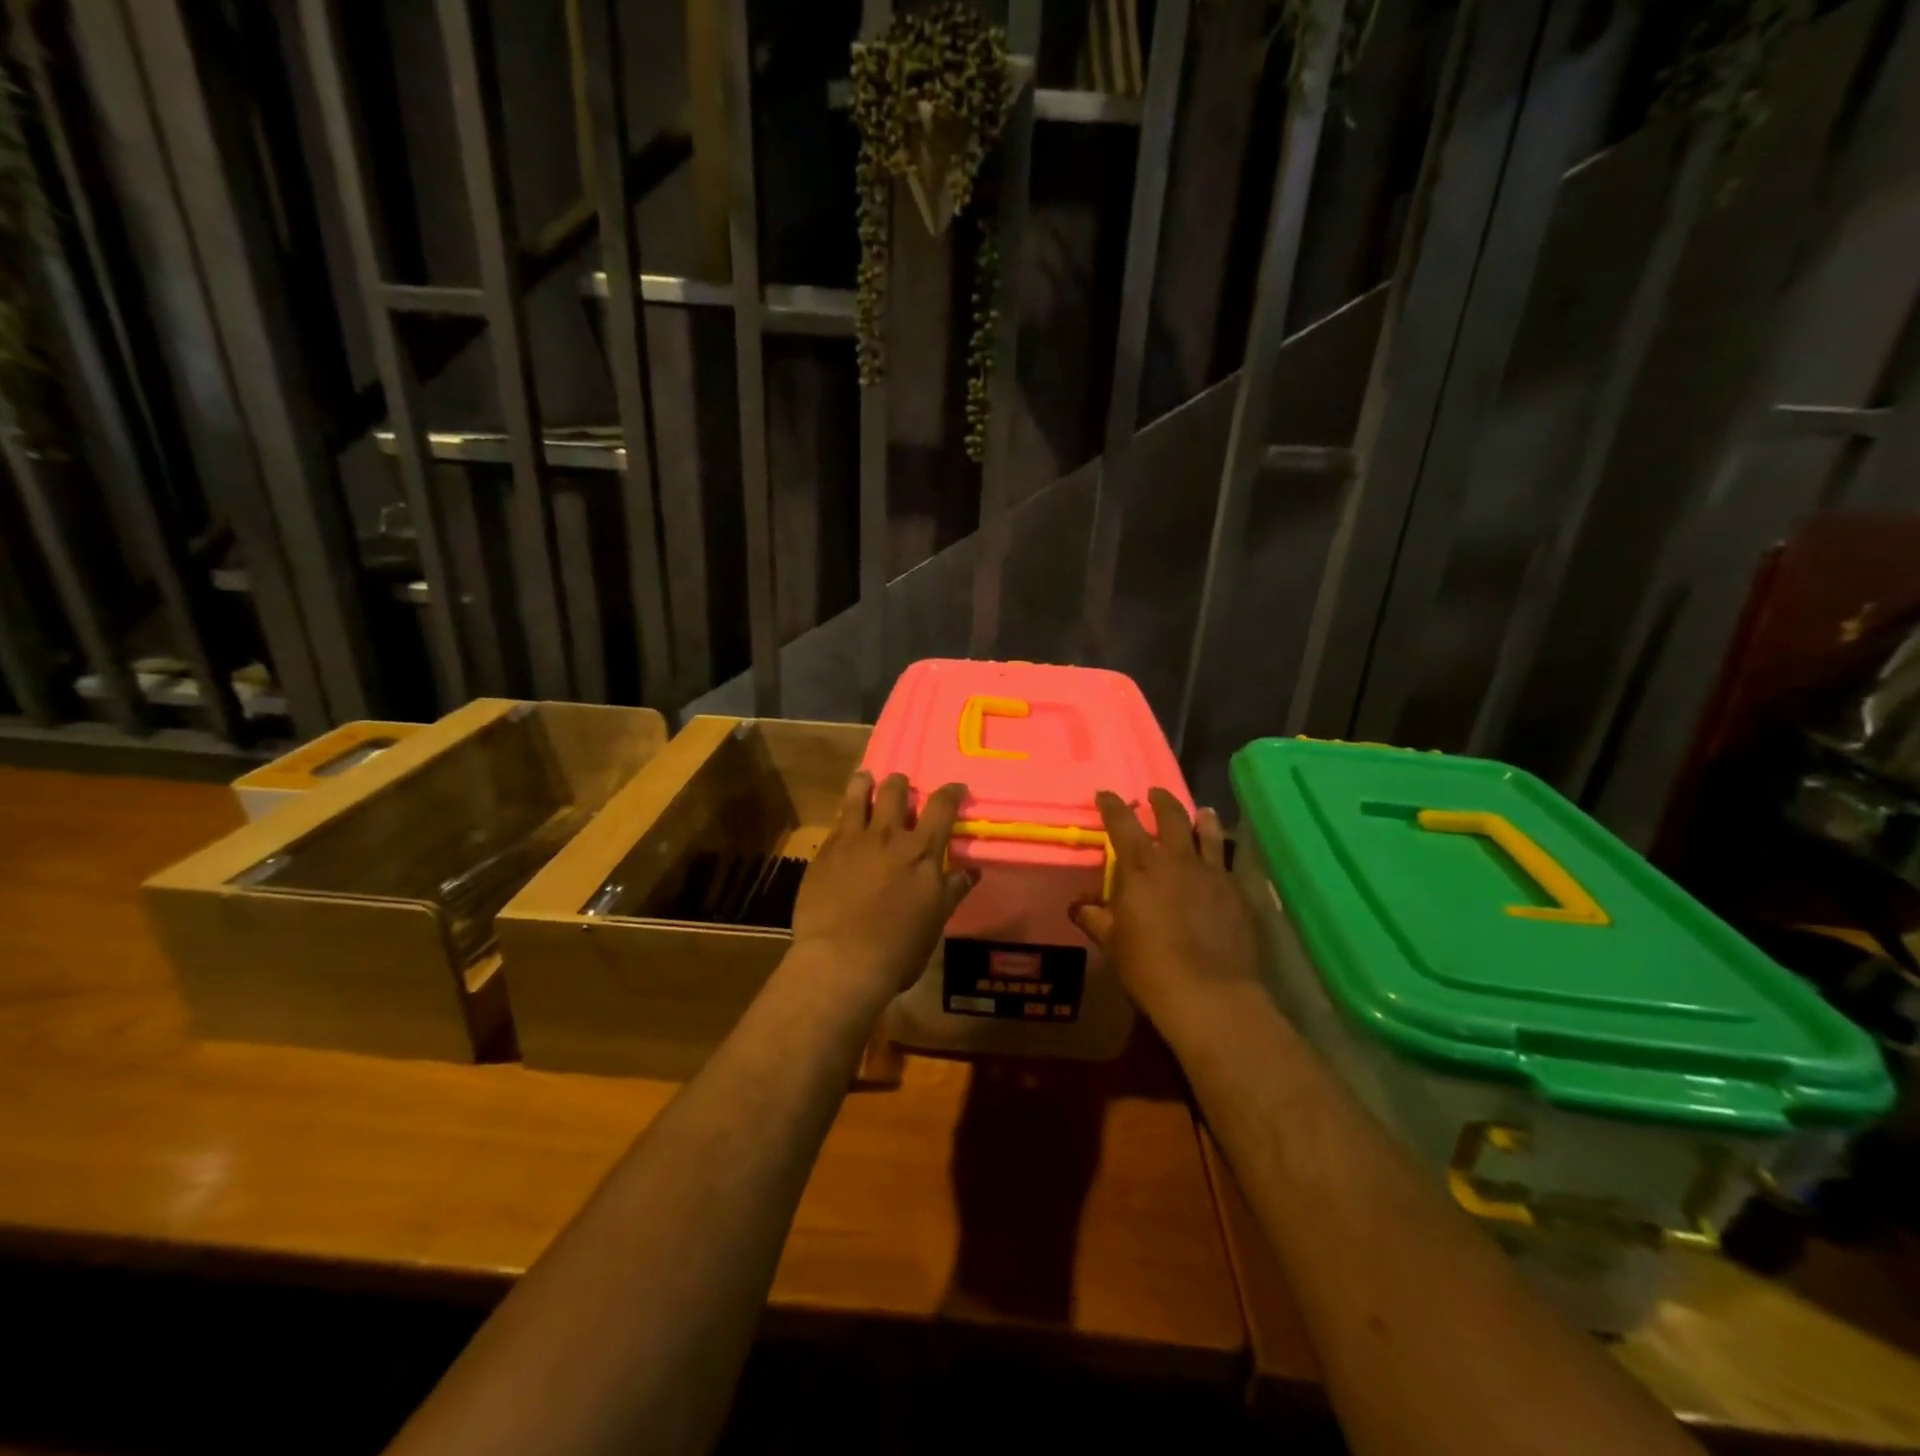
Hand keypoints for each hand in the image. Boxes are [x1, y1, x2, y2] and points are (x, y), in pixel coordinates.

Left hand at [791, 772, 975, 1005]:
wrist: (841, 962)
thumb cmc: (898, 949)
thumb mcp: (935, 921)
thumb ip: (952, 890)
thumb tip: (970, 870)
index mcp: (922, 851)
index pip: (942, 806)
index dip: (951, 792)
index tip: (955, 787)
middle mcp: (888, 835)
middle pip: (896, 790)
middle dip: (901, 784)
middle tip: (902, 787)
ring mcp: (853, 840)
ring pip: (859, 793)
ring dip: (866, 783)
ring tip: (866, 780)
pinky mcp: (825, 851)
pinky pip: (837, 820)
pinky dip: (845, 812)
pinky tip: (844, 819)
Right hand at [1070, 788, 1261, 1037]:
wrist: (1208, 993)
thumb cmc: (1149, 965)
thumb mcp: (1112, 942)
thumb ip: (1095, 918)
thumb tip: (1079, 907)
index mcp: (1141, 866)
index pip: (1122, 823)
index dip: (1112, 805)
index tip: (1106, 794)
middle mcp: (1178, 859)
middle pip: (1171, 816)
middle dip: (1160, 801)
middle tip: (1154, 793)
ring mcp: (1213, 874)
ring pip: (1209, 833)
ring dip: (1203, 819)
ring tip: (1202, 812)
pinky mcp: (1238, 893)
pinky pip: (1231, 864)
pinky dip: (1225, 854)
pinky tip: (1225, 859)